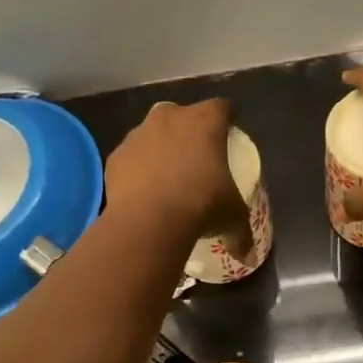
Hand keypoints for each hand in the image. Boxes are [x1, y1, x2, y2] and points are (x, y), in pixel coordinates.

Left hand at [105, 98, 254, 257]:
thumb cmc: (201, 205)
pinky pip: (132, 156)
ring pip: (153, 132)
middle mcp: (170, 117)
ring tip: (167, 176)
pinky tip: (144, 190)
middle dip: (189, 129)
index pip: (222, 107)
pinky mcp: (116, 155)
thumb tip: (246, 255)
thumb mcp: (232, 217)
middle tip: (196, 156)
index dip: (227, 119)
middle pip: (183, 114)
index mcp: (205, 121)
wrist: (148, 220)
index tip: (229, 134)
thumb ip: (241, 232)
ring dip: (160, 147)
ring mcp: (139, 133)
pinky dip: (138, 168)